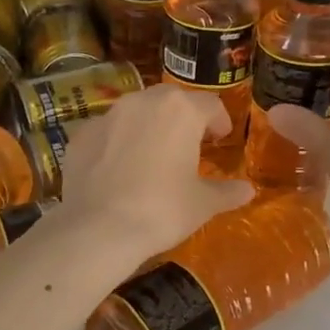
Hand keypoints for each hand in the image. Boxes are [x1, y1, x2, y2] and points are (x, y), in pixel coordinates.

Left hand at [59, 84, 252, 258]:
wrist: (98, 229)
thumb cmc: (162, 210)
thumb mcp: (202, 204)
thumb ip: (227, 192)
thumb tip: (247, 191)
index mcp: (180, 110)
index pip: (210, 104)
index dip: (219, 121)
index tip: (220, 139)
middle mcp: (143, 102)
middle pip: (171, 101)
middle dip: (183, 119)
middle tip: (189, 145)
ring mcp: (107, 115)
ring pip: (136, 112)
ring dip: (148, 127)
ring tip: (152, 155)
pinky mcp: (81, 134)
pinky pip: (108, 132)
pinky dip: (117, 143)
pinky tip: (118, 169)